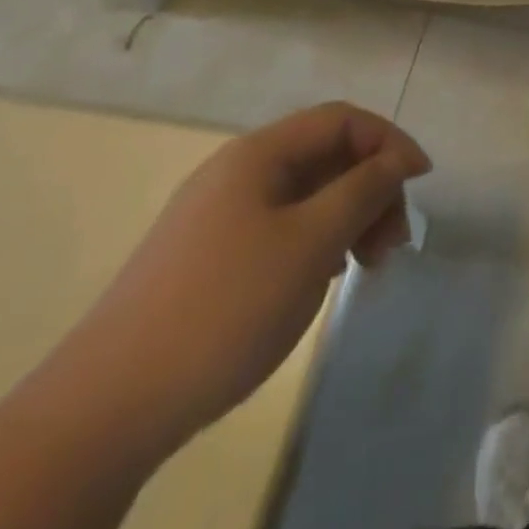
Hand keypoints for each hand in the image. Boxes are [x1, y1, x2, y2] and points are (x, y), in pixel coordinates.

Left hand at [46, 104, 429, 454]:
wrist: (106, 408)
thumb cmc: (225, 307)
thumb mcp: (311, 243)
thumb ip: (364, 190)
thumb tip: (398, 159)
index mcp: (258, 154)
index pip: (341, 120)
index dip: (389, 141)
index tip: (422, 181)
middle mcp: (237, 172)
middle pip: (325, 156)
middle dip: (371, 188)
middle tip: (394, 243)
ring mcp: (217, 216)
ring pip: (305, 195)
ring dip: (347, 218)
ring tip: (366, 266)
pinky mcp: (206, 257)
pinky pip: (280, 227)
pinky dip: (316, 241)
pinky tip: (325, 278)